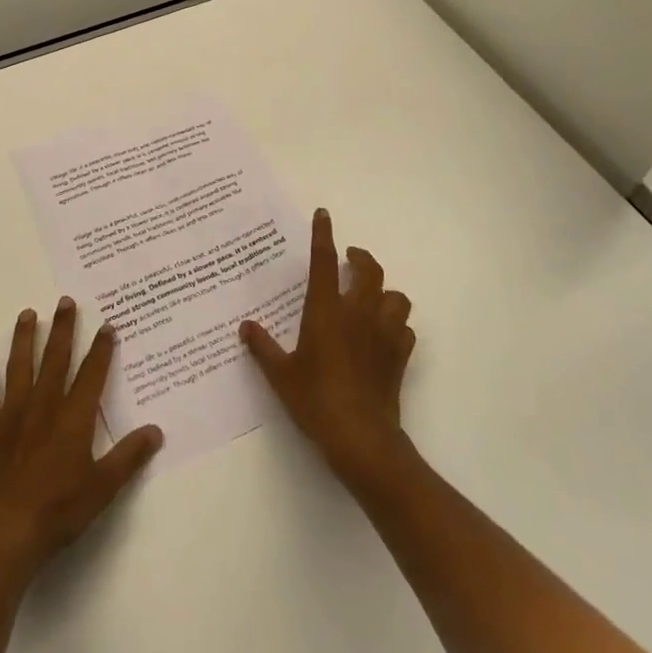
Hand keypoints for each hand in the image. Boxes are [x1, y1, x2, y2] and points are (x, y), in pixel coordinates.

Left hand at [0, 298, 163, 579]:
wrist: (4, 530)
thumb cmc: (58, 510)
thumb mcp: (103, 487)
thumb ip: (129, 457)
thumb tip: (157, 430)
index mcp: (74, 418)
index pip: (92, 374)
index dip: (101, 349)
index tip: (107, 325)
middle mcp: (44, 406)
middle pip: (55, 359)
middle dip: (62, 329)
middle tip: (65, 301)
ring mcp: (13, 414)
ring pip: (20, 367)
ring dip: (24, 339)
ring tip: (27, 314)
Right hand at [240, 208, 416, 486]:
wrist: (361, 438)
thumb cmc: (316, 401)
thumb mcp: (280, 375)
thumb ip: (263, 347)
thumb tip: (245, 327)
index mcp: (326, 310)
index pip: (324, 261)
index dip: (323, 234)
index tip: (323, 214)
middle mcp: (357, 313)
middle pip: (369, 270)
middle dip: (361, 258)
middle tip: (350, 259)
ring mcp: (383, 333)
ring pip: (396, 296)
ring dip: (384, 291)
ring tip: (371, 297)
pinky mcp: (399, 356)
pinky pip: (406, 329)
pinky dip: (397, 324)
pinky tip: (385, 334)